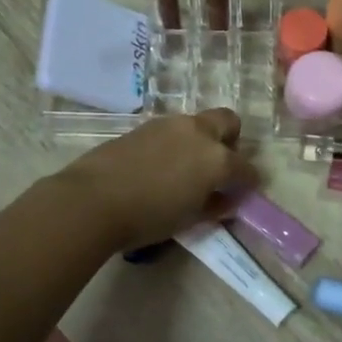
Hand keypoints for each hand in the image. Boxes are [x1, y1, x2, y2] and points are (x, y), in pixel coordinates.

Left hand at [55, 110, 259, 251]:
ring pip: (197, 124)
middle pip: (228, 122)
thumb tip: (228, 200)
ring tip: (184, 169)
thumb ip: (215, 206)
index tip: (243, 192)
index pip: (246, 168)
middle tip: (218, 167)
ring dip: (199, 141)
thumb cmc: (149, 217)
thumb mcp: (189, 219)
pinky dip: (174, 143)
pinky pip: (171, 130)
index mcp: (217, 159)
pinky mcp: (144, 126)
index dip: (248, 182)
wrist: (93, 200)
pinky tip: (159, 166)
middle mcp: (198, 133)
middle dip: (231, 140)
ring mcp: (169, 125)